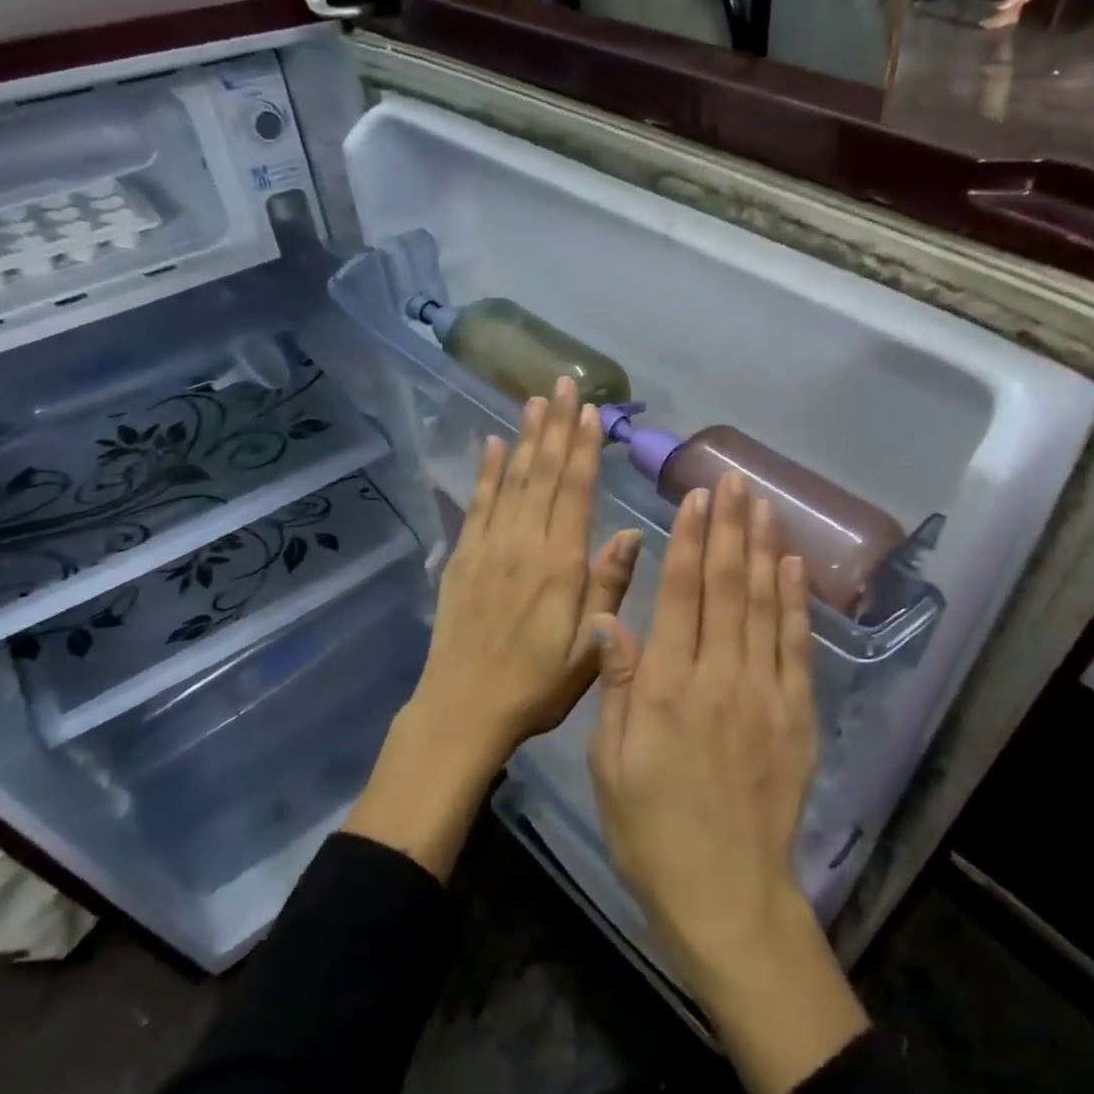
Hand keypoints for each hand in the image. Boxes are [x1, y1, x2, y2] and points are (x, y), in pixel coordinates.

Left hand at [347, 376, 640, 879]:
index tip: (590, 410)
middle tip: (564, 384)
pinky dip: (487, 473)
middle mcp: (525, 544)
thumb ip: (608, 587)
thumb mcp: (588, 649)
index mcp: (560, 564)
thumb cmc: (536, 684)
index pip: (576, 492)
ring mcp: (489, 547)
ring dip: (525, 438)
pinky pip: (478, 505)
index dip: (584, 448)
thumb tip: (630, 532)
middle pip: (544, 474)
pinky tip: (493, 446)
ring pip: (512, 480)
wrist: (463, 709)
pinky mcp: (463, 558)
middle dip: (556, 427)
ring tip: (534, 400)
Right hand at [588, 472, 868, 1093]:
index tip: (697, 499)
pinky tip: (792, 567)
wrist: (726, 892)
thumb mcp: (610, 763)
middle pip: (728, 587)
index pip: (681, 596)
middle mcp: (719, 677)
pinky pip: (796, 647)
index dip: (690, 542)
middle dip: (731, 528)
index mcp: (667, 687)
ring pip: (765, 606)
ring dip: (763, 550)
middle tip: (735, 480)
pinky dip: (795, 602)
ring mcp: (764, 694)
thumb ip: (616, 686)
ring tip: (763, 504)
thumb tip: (609, 619)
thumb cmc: (651, 828)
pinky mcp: (795, 715)